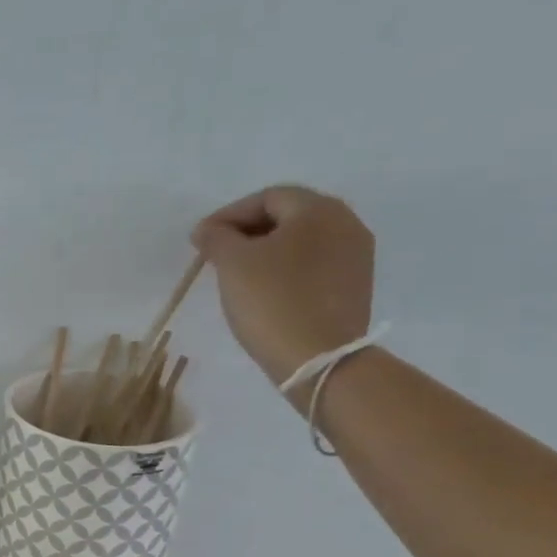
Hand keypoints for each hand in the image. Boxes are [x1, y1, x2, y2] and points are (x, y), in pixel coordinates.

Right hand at [191, 186, 374, 389]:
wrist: (318, 358)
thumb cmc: (272, 301)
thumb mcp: (233, 263)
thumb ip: (216, 238)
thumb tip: (207, 229)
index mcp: (318, 209)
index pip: (267, 197)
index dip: (228, 215)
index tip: (200, 239)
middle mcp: (346, 223)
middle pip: (288, 216)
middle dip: (248, 232)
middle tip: (216, 255)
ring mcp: (355, 256)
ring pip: (302, 241)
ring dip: (267, 251)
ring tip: (237, 275)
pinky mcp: (355, 286)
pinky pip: (314, 265)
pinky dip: (286, 270)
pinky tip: (265, 292)